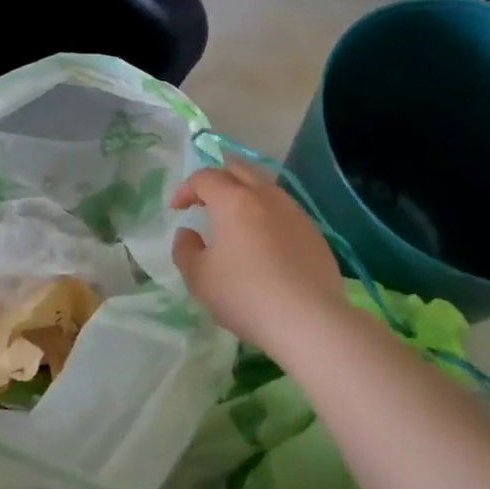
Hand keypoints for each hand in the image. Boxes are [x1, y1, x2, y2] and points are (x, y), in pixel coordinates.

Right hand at [171, 157, 350, 355]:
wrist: (309, 320)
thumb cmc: (245, 295)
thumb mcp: (199, 277)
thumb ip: (185, 249)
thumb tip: (188, 233)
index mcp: (233, 200)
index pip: (204, 177)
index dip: (185, 189)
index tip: (176, 209)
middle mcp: (265, 195)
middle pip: (238, 168)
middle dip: (216, 178)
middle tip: (204, 199)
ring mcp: (293, 211)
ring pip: (263, 186)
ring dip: (243, 193)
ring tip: (233, 219)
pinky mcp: (312, 230)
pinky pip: (282, 208)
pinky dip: (264, 213)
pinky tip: (262, 241)